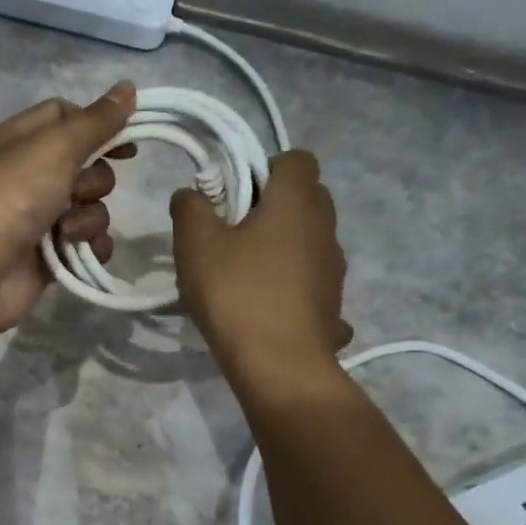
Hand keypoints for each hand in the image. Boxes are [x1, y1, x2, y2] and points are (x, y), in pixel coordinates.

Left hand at [0, 83, 136, 340]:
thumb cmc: (13, 195)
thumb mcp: (56, 146)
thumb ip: (96, 120)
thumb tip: (128, 87)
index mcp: (25, 139)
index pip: (67, 115)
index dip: (98, 123)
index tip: (127, 137)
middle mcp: (32, 174)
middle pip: (87, 164)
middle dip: (95, 179)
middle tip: (76, 190)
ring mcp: (40, 217)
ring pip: (92, 206)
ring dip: (89, 217)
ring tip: (65, 231)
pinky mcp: (50, 254)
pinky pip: (89, 243)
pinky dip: (91, 247)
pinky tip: (82, 252)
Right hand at [170, 148, 352, 396]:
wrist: (280, 365)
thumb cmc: (237, 294)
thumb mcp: (196, 246)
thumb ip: (190, 208)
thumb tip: (192, 193)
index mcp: (296, 202)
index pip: (298, 158)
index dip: (266, 167)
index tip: (235, 193)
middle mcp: (325, 227)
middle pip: (307, 197)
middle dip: (273, 205)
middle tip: (233, 231)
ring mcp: (335, 268)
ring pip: (310, 239)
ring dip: (283, 246)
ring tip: (245, 274)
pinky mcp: (334, 303)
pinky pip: (311, 279)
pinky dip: (292, 284)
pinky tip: (265, 307)